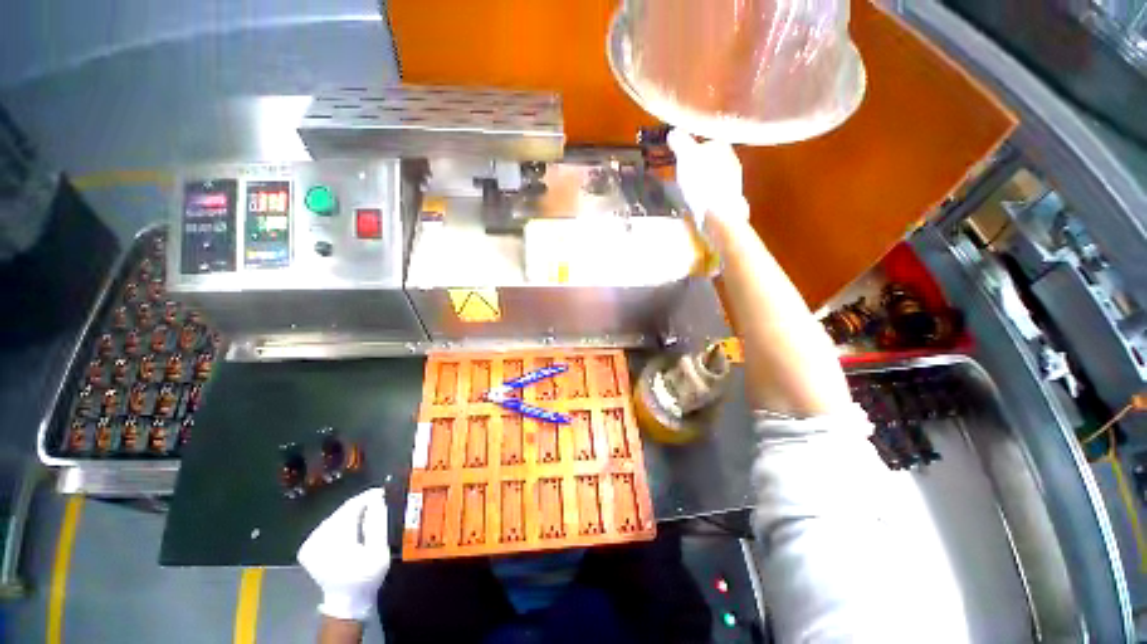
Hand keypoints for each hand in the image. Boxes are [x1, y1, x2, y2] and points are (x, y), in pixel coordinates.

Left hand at [298, 488, 390, 620]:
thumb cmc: (366, 577)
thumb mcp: (379, 551)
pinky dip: (341, 523)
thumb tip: (376, 499)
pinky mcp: (308, 547)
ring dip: (351, 513)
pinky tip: (352, 527)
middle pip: (341, 512)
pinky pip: (328, 526)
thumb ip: (377, 523)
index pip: (350, 508)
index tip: (381, 491)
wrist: (346, 601)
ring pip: (334, 517)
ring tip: (368, 512)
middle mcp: (316, 540)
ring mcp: (309, 544)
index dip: (367, 497)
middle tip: (378, 501)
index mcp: (334, 541)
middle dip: (360, 505)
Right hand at [667, 130, 749, 228]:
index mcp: (721, 147)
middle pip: (711, 159)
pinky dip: (705, 195)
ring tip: (687, 190)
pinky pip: (714, 193)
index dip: (692, 148)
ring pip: (714, 176)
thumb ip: (680, 142)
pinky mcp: (728, 199)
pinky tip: (696, 202)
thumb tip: (674, 131)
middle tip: (683, 173)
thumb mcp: (686, 157)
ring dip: (702, 181)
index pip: (706, 141)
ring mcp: (732, 181)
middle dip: (698, 165)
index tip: (681, 157)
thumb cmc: (701, 181)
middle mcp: (731, 160)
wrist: (718, 212)